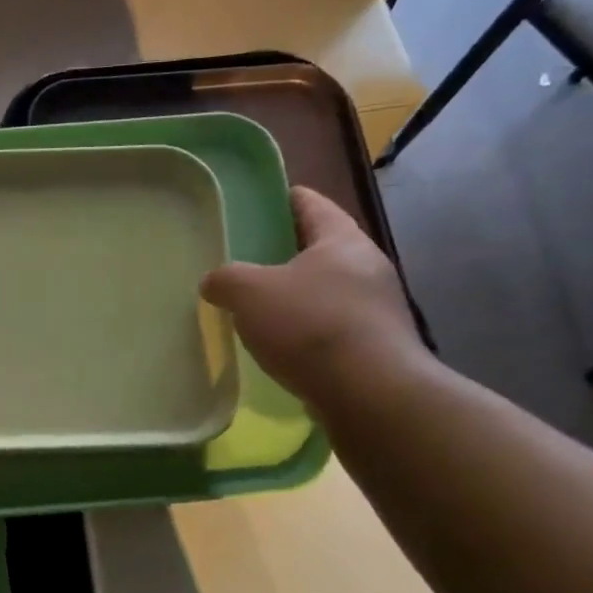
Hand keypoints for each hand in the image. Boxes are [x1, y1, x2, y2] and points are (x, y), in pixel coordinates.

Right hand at [201, 187, 426, 409]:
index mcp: (341, 240)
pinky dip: (307, 330)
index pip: (311, 203)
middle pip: (320, 249)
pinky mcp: (377, 346)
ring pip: (327, 290)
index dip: (283, 199)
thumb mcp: (249, 292)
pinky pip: (333, 326)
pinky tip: (283, 346)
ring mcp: (377, 308)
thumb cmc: (310, 325)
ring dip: (297, 296)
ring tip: (259, 309)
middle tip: (247, 261)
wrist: (370, 393)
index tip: (260, 202)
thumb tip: (214, 283)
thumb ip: (225, 279)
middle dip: (285, 253)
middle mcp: (367, 266)